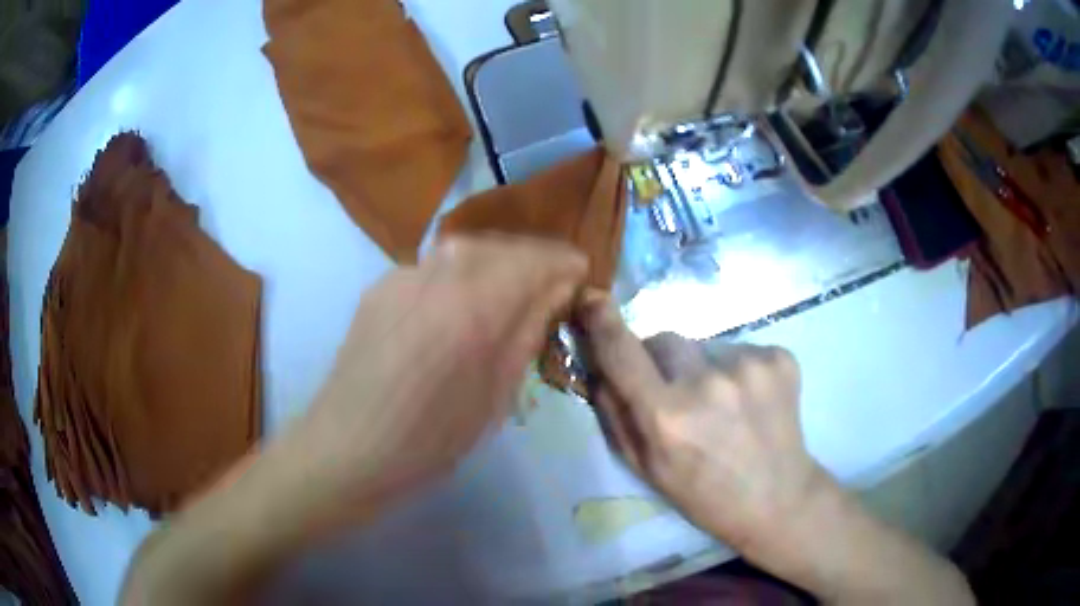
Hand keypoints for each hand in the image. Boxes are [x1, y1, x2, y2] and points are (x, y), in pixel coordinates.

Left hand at [283, 236, 586, 527]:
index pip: (536, 260)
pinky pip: (434, 267)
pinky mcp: (381, 285)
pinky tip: (459, 303)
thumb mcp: (496, 396)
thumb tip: (555, 291)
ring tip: (511, 289)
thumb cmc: (430, 440)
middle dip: (533, 258)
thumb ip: (527, 332)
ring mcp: (403, 275)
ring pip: (465, 250)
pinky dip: (459, 274)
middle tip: (551, 283)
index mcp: (475, 307)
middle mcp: (438, 274)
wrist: (349, 446)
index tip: (580, 275)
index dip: (564, 264)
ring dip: (498, 262)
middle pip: (501, 246)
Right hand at [581, 293, 826, 555]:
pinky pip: (739, 348)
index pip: (622, 352)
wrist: (777, 498)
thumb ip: (614, 414)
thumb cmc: (703, 494)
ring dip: (702, 366)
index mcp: (667, 417)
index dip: (602, 322)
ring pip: (703, 345)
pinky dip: (736, 369)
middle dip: (660, 360)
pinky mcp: (779, 358)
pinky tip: (748, 400)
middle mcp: (707, 382)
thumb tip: (598, 365)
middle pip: (664, 340)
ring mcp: (749, 366)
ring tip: (721, 405)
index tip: (590, 298)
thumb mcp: (645, 468)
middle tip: (677, 395)